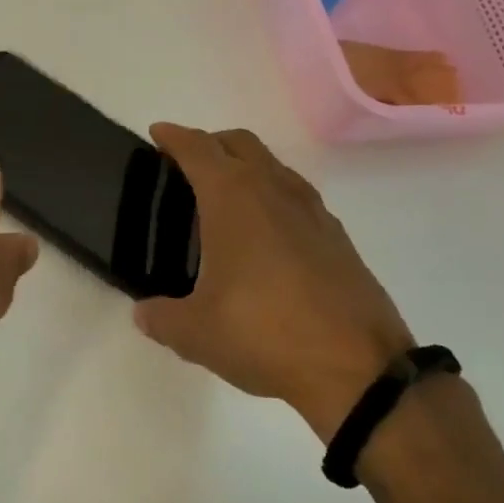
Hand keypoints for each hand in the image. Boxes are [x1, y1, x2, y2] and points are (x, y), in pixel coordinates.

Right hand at [132, 124, 411, 441]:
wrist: (359, 369)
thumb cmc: (264, 334)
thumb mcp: (194, 333)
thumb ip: (160, 317)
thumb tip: (144, 313)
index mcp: (234, 199)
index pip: (198, 148)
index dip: (173, 136)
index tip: (157, 133)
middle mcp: (274, 191)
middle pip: (240, 143)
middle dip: (210, 143)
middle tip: (185, 164)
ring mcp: (313, 212)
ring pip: (273, 166)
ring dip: (245, 166)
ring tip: (222, 198)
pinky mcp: (337, 238)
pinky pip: (296, 196)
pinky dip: (272, 196)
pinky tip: (263, 235)